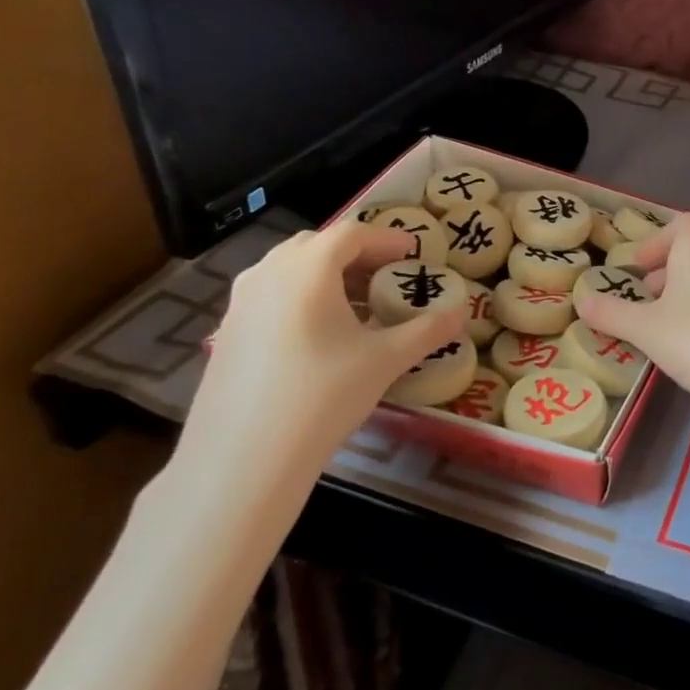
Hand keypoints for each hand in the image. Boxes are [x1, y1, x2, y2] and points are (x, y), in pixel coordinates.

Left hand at [174, 224, 461, 521]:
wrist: (245, 456)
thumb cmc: (324, 395)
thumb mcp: (385, 360)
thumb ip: (427, 331)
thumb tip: (462, 313)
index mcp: (308, 269)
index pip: (352, 233)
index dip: (387, 239)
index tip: (413, 252)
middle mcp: (269, 272)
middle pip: (317, 245)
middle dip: (356, 254)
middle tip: (386, 276)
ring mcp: (241, 301)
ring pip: (290, 269)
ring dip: (327, 276)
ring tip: (357, 306)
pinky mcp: (227, 331)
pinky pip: (271, 295)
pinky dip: (301, 297)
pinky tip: (320, 335)